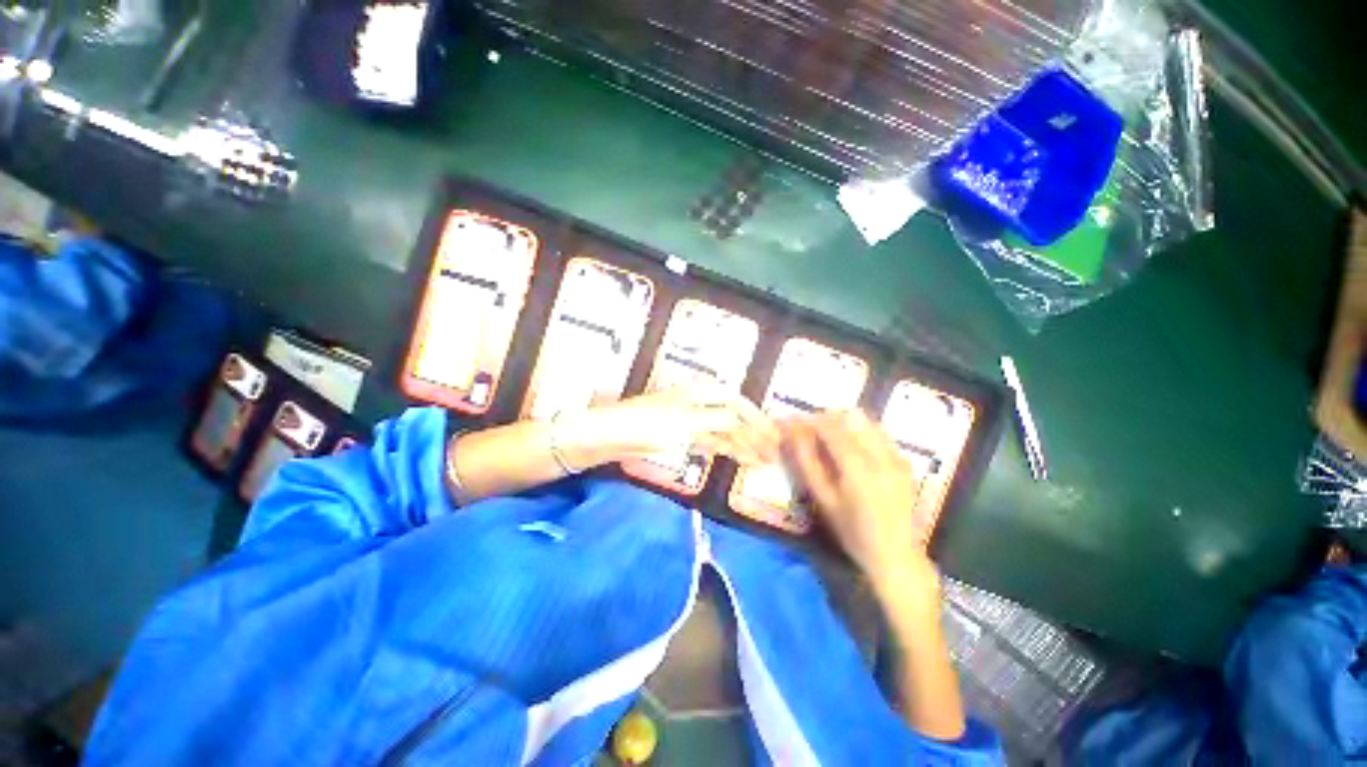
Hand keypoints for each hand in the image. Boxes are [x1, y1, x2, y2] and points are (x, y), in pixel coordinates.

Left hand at [559, 387, 779, 467]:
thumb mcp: (685, 422)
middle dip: (754, 434)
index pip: (737, 402)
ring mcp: (689, 419)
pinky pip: (710, 441)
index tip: (775, 436)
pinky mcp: (679, 435)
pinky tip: (737, 458)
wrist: (608, 436)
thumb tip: (744, 422)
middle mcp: (697, 403)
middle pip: (733, 416)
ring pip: (723, 430)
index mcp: (700, 393)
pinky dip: (726, 449)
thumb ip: (717, 420)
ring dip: (743, 444)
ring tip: (762, 461)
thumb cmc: (645, 425)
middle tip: (774, 454)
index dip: (757, 418)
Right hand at [781, 410, 936, 595]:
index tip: (792, 421)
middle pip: (850, 417)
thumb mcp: (823, 499)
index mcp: (858, 467)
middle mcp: (881, 455)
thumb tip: (792, 434)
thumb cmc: (853, 532)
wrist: (896, 556)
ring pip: (866, 421)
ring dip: (843, 423)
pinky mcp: (904, 461)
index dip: (808, 420)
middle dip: (825, 418)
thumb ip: (807, 462)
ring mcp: (897, 456)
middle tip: (809, 431)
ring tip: (828, 438)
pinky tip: (850, 449)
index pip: (830, 427)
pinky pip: (878, 433)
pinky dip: (859, 432)